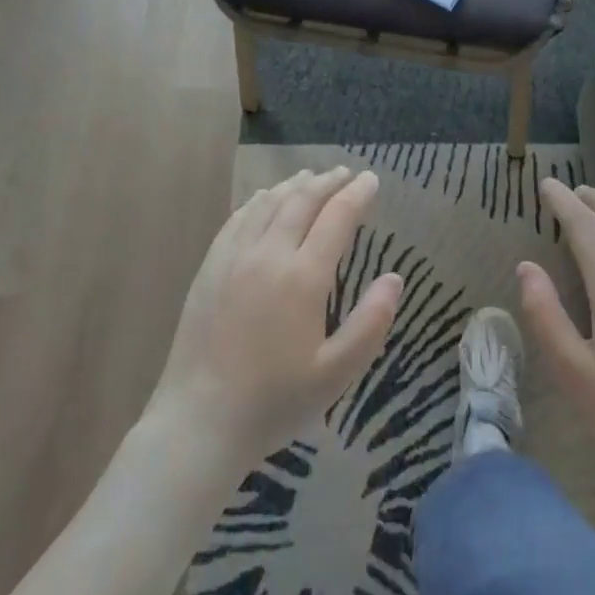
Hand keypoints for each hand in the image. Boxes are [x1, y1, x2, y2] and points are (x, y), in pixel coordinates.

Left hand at [149, 168, 401, 473]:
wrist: (199, 420)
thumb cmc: (274, 401)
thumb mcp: (337, 373)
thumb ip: (371, 322)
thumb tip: (395, 278)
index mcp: (302, 277)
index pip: (336, 217)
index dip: (357, 194)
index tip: (371, 179)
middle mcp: (268, 254)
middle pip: (302, 201)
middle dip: (328, 182)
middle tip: (346, 174)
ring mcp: (233, 257)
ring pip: (269, 204)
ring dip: (294, 186)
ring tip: (311, 176)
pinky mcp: (210, 267)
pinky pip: (238, 218)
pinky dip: (259, 200)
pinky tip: (266, 199)